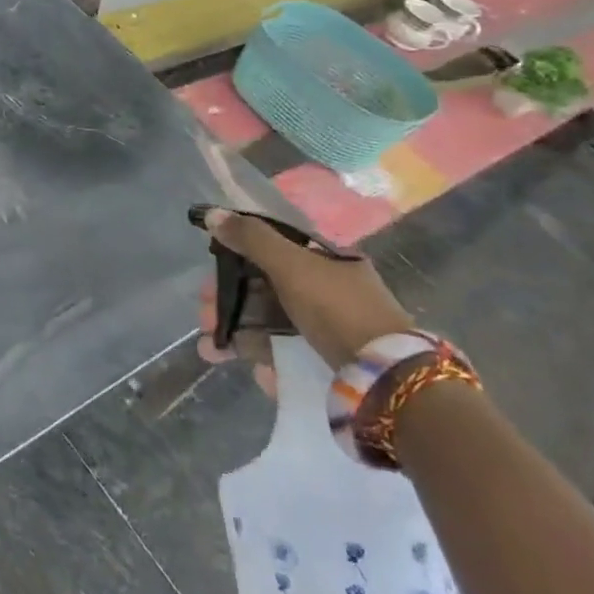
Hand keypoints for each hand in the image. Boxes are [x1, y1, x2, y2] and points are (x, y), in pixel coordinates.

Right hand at [195, 209, 413, 371]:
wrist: (388, 379)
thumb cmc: (337, 309)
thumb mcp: (292, 265)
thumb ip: (251, 239)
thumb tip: (211, 214)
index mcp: (327, 260)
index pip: (270, 251)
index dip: (234, 260)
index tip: (208, 277)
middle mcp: (329, 290)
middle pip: (265, 290)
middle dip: (228, 303)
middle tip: (205, 318)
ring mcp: (330, 329)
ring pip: (272, 325)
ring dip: (237, 335)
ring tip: (210, 351)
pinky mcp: (330, 363)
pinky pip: (291, 356)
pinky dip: (268, 362)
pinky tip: (257, 373)